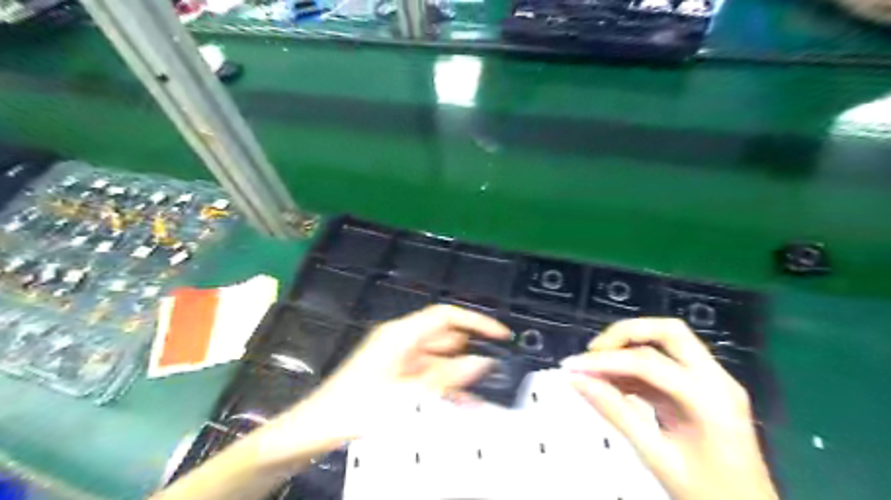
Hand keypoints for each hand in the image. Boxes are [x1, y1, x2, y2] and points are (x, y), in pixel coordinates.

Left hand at [282, 305, 511, 441]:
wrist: (317, 429)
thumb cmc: (358, 407)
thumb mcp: (408, 394)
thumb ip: (448, 377)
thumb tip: (482, 361)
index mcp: (402, 334)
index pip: (446, 316)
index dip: (476, 321)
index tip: (501, 334)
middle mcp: (402, 339)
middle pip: (444, 337)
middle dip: (470, 352)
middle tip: (496, 373)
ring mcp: (399, 356)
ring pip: (439, 358)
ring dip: (459, 374)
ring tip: (484, 394)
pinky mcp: (397, 373)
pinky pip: (428, 374)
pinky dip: (444, 385)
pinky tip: (463, 402)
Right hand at [564, 318, 780, 499]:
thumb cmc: (708, 493)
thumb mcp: (656, 456)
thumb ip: (616, 413)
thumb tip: (577, 381)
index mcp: (710, 399)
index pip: (648, 363)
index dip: (604, 361)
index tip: (571, 367)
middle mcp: (716, 379)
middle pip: (668, 332)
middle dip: (625, 334)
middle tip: (593, 352)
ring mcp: (714, 381)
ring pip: (667, 342)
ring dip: (629, 348)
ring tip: (596, 368)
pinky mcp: (704, 388)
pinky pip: (666, 364)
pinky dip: (636, 367)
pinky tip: (614, 382)